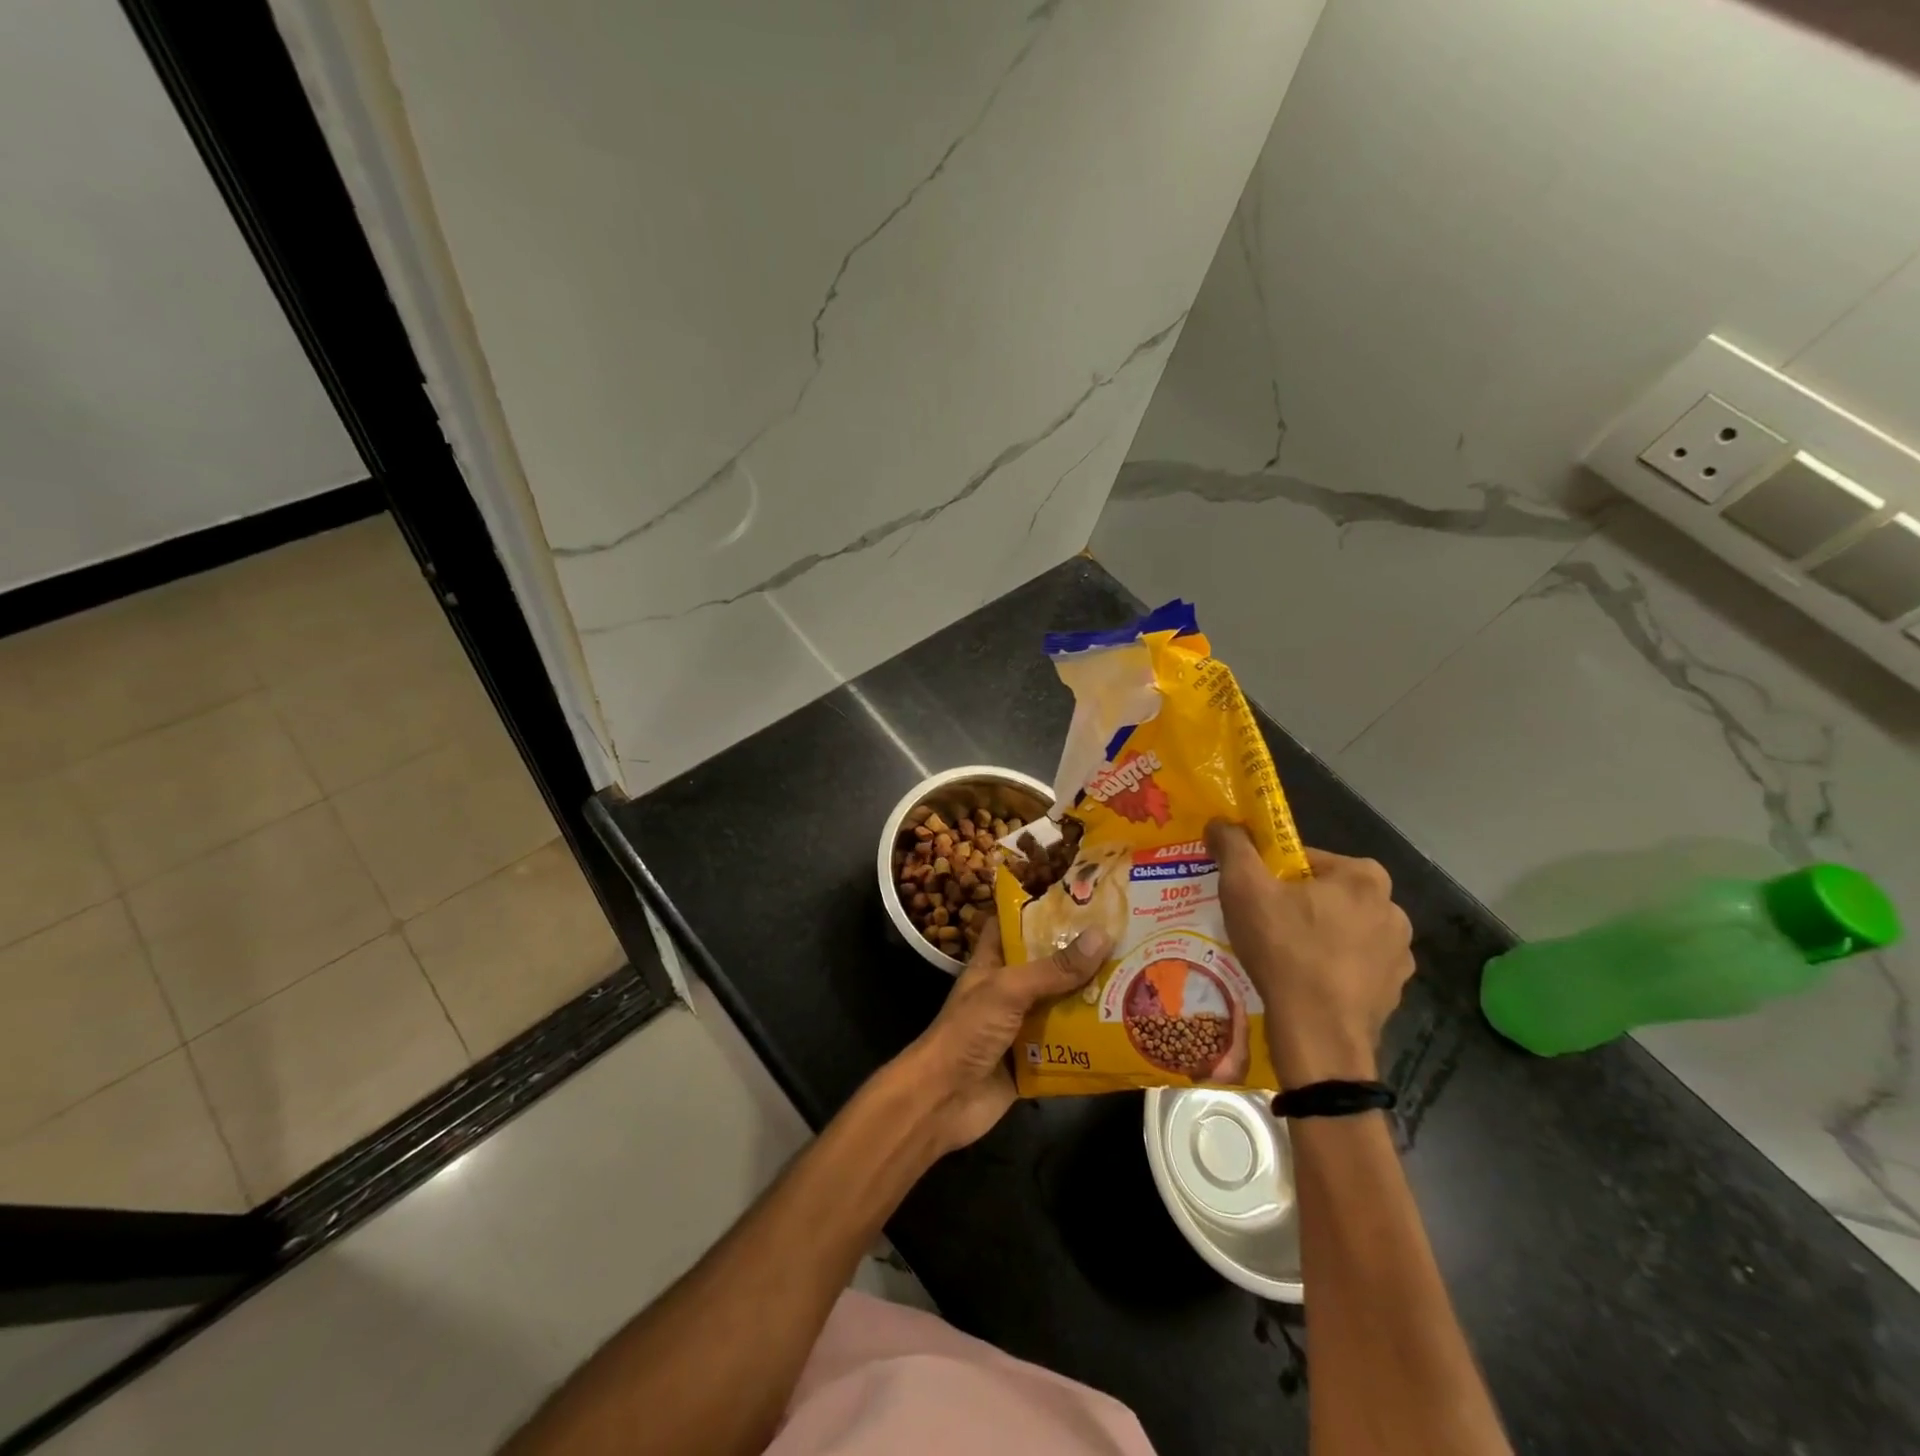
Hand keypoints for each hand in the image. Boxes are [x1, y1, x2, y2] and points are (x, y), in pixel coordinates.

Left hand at [895, 918, 1108, 1154]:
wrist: (943, 1100)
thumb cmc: (968, 1031)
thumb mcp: (1009, 990)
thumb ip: (1054, 968)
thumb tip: (1101, 935)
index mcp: (994, 961)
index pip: (1018, 924)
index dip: (1044, 910)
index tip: (1085, 899)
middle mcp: (1010, 989)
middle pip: (1050, 965)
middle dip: (1084, 957)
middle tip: (1131, 940)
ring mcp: (1021, 1025)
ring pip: (1063, 1005)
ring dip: (1093, 999)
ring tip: (1139, 980)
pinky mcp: (1033, 1059)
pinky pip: (1068, 1045)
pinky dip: (1091, 1041)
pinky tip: (1127, 1032)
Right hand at [1204, 821, 1413, 1085]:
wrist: (1318, 1035)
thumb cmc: (1284, 950)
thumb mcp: (1244, 888)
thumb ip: (1232, 846)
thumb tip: (1220, 821)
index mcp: (1364, 876)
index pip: (1306, 859)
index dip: (1272, 875)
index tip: (1253, 896)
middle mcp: (1393, 908)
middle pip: (1326, 894)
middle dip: (1297, 905)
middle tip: (1263, 925)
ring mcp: (1399, 954)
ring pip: (1343, 930)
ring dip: (1316, 936)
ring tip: (1282, 958)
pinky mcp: (1395, 990)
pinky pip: (1355, 966)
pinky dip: (1332, 968)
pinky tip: (1304, 983)